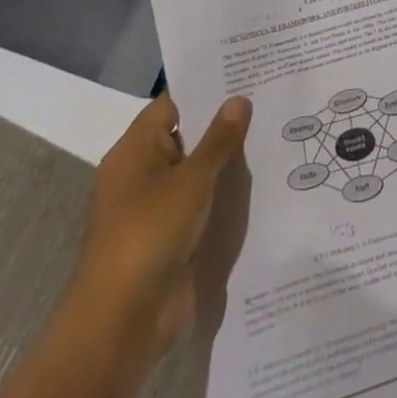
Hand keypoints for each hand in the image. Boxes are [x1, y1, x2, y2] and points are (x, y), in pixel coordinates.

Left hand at [65, 92, 252, 369]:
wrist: (121, 325)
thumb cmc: (150, 235)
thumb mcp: (191, 180)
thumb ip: (219, 139)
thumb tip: (239, 99)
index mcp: (134, 151)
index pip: (173, 104)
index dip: (207, 88)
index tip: (246, 73)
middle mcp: (141, 174)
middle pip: (187, 136)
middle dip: (224, 123)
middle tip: (270, 98)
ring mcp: (154, 208)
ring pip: (197, 172)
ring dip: (227, 161)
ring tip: (275, 133)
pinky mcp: (169, 239)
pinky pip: (200, 204)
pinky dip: (223, 194)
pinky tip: (261, 182)